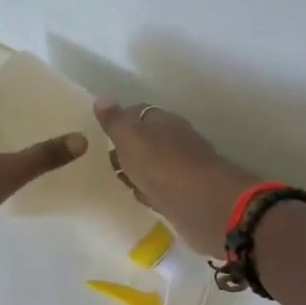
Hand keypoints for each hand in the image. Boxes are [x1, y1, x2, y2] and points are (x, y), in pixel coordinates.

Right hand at [91, 99, 260, 254]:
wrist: (203, 204)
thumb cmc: (162, 166)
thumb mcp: (131, 139)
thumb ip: (116, 122)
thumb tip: (102, 99)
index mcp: (164, 122)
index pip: (139, 113)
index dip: (121, 122)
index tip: (104, 134)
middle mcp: (176, 141)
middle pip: (148, 140)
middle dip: (129, 150)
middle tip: (111, 161)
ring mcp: (183, 169)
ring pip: (155, 166)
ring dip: (140, 172)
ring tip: (123, 180)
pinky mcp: (187, 195)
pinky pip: (162, 189)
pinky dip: (152, 191)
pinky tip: (144, 198)